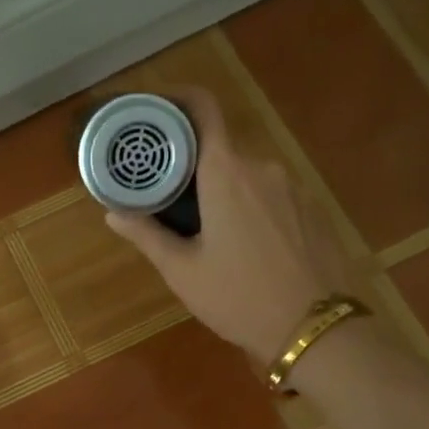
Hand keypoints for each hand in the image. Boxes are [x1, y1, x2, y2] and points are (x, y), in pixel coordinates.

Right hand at [106, 87, 354, 366]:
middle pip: (222, 149)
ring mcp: (295, 187)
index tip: (155, 111)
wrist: (315, 329)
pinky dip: (252, 206)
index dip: (177, 99)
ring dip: (225, 190)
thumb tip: (112, 213)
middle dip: (194, 166)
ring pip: (248, 175)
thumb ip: (147, 235)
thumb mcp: (183, 271)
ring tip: (207, 228)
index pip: (203, 109)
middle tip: (169, 195)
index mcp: (227, 173)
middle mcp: (263, 167)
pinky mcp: (314, 209)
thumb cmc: (239, 298)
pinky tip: (246, 244)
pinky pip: (273, 193)